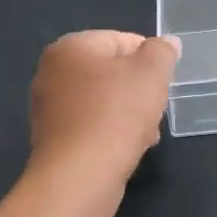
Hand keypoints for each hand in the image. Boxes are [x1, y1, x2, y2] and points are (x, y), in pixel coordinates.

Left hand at [28, 31, 181, 187]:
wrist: (80, 176)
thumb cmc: (116, 113)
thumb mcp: (151, 73)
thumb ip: (162, 52)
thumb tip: (167, 43)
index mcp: (69, 47)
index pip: (119, 39)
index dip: (149, 58)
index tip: (165, 80)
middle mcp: (51, 73)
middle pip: (110, 71)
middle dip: (139, 89)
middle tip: (157, 107)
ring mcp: (48, 108)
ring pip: (102, 101)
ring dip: (129, 113)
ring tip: (148, 133)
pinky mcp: (53, 140)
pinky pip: (91, 126)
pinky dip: (111, 132)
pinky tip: (129, 148)